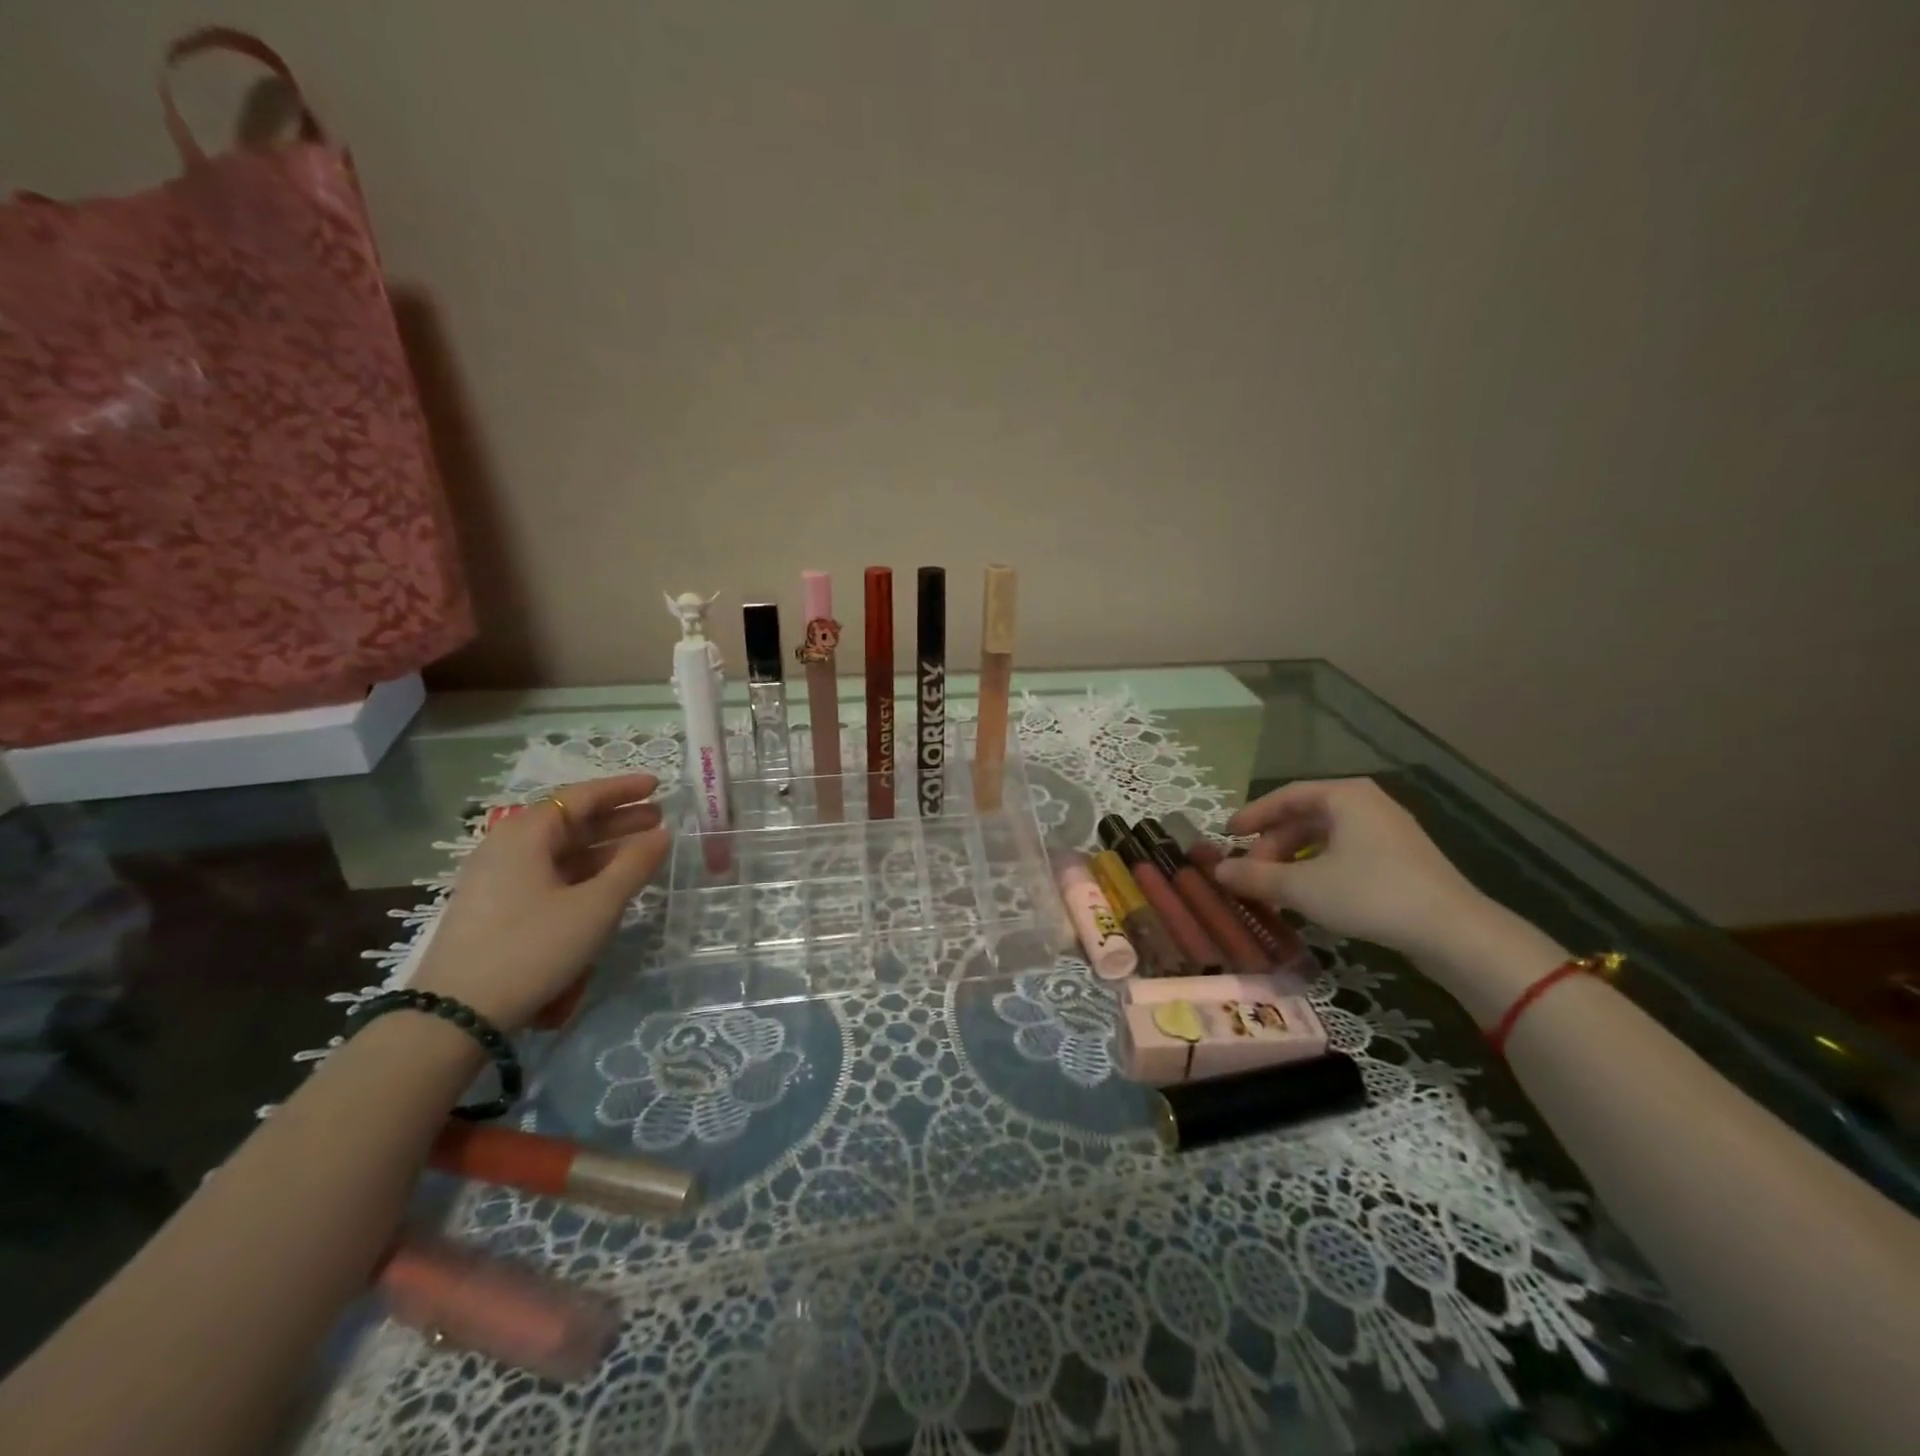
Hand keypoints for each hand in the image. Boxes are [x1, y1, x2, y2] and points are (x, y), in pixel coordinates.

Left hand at [410, 773, 669, 1028]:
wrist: (455, 1015)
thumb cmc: (532, 947)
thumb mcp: (596, 906)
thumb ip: (634, 865)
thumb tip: (661, 834)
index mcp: (525, 834)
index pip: (581, 796)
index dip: (623, 790)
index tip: (658, 786)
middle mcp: (507, 846)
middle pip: (570, 821)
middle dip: (618, 819)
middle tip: (659, 819)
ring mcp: (497, 878)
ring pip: (560, 851)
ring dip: (603, 848)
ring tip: (642, 851)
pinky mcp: (495, 907)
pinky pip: (548, 874)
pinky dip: (583, 871)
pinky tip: (607, 884)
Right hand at [1212, 777, 1489, 957]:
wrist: (1453, 931)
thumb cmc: (1370, 894)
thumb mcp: (1302, 887)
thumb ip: (1255, 877)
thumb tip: (1216, 872)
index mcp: (1344, 796)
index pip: (1285, 796)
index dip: (1251, 816)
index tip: (1227, 836)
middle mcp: (1366, 803)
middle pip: (1304, 817)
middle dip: (1272, 845)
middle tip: (1251, 874)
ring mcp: (1388, 830)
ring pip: (1325, 838)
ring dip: (1293, 860)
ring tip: (1275, 889)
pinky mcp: (1401, 858)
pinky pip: (1346, 853)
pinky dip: (1319, 868)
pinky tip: (1310, 895)